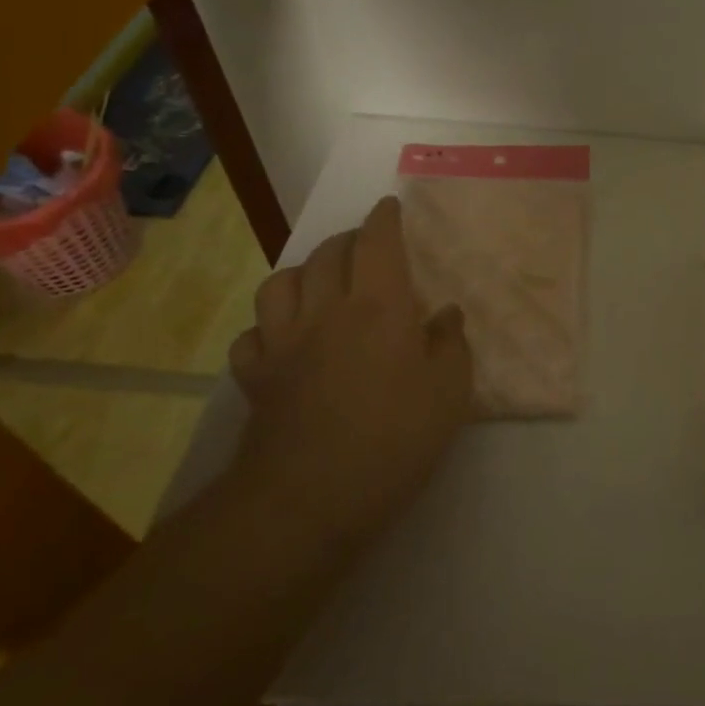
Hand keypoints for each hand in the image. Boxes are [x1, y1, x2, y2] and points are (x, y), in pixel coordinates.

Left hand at [227, 196, 472, 541]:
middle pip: (327, 254)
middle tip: (367, 246)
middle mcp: (325, 311)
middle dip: (349, 239)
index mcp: (379, 306)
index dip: (384, 218)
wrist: (309, 499)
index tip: (390, 206)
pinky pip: (252, 335)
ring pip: (280, 284)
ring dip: (302, 273)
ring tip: (320, 283)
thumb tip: (445, 316)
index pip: (377, 242)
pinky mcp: (255, 378)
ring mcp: (283, 344)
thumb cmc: (395, 439)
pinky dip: (268, 327)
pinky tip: (284, 339)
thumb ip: (451, 344)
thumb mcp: (450, 392)